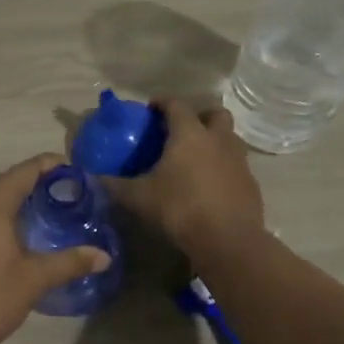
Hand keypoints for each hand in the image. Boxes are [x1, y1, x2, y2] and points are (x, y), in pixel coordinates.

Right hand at [102, 100, 264, 255]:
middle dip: (199, 116)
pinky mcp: (250, 184)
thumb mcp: (139, 197)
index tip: (150, 109)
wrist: (228, 241)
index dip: (162, 102)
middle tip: (181, 131)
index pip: (176, 105)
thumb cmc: (180, 209)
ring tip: (195, 159)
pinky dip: (223, 168)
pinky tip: (209, 186)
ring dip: (214, 141)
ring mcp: (239, 161)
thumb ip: (115, 184)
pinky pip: (236, 165)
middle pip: (214, 114)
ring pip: (229, 139)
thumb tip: (92, 177)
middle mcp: (218, 140)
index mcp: (190, 134)